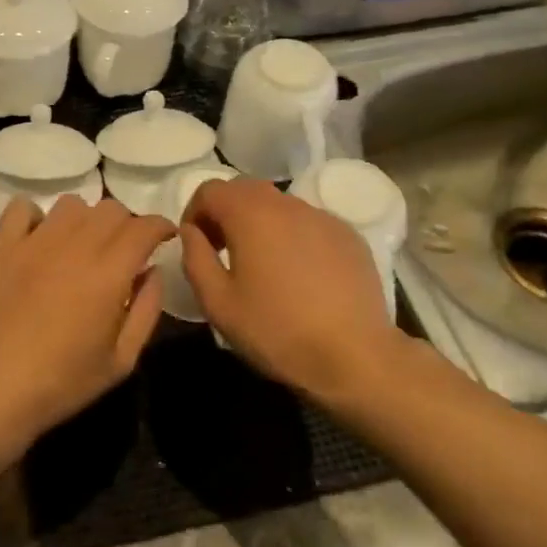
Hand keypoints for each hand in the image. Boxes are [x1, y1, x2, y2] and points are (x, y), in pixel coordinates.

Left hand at [0, 197, 174, 456]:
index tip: (163, 237)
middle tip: (123, 249)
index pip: (143, 227)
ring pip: (71, 205)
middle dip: (127, 224)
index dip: (160, 226)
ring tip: (80, 245)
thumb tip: (153, 271)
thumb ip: (146, 310)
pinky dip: (36, 218)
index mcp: (108, 273)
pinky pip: (22, 209)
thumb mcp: (121, 361)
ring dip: (86, 220)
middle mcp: (73, 245)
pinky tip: (37, 241)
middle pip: (110, 209)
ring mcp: (32, 241)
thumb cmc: (60, 384)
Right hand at [179, 179, 394, 402]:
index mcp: (251, 214)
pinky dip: (294, 238)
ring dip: (261, 224)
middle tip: (224, 252)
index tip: (196, 244)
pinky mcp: (349, 236)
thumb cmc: (277, 331)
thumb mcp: (218, 303)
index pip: (210, 189)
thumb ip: (195, 258)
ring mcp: (323, 218)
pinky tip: (301, 277)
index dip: (194, 212)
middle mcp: (288, 204)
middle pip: (245, 190)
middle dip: (226, 213)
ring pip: (280, 206)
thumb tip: (190, 232)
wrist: (355, 358)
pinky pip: (310, 224)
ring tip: (263, 266)